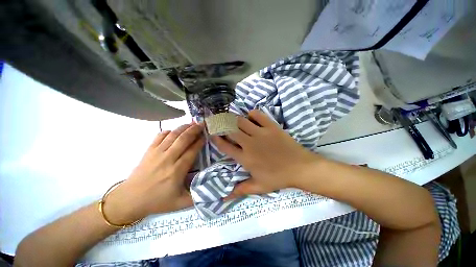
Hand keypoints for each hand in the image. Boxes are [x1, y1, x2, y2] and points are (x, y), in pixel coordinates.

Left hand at [104, 123, 204, 223]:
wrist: (129, 200)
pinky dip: (169, 131)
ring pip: (173, 135)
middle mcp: (168, 158)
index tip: (206, 136)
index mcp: (177, 170)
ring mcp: (157, 153)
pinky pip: (160, 136)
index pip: (192, 151)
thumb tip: (211, 186)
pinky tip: (174, 131)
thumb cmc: (157, 201)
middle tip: (202, 124)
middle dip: (194, 130)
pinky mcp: (149, 151)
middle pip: (183, 139)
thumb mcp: (180, 203)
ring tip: (192, 123)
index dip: (200, 142)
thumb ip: (197, 196)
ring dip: (183, 128)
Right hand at [212, 110, 319, 196]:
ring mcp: (261, 133)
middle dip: (222, 125)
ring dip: (235, 120)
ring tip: (234, 121)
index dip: (216, 139)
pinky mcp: (271, 127)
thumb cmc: (278, 178)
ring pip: (241, 121)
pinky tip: (251, 118)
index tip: (212, 133)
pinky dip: (252, 114)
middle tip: (220, 123)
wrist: (300, 168)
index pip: (225, 146)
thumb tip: (223, 199)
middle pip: (230, 130)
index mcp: (245, 158)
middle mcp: (250, 143)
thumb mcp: (258, 187)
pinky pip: (258, 115)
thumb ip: (240, 190)